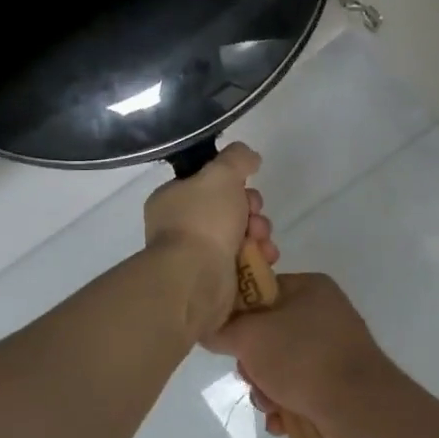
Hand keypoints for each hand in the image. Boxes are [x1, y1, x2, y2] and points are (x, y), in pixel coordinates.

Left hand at [143, 142, 278, 338]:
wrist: (196, 279)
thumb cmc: (203, 220)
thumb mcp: (221, 173)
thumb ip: (237, 158)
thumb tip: (249, 157)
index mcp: (173, 200)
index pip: (208, 183)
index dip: (233, 182)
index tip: (246, 185)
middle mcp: (182, 227)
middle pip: (229, 209)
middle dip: (251, 211)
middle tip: (254, 216)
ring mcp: (198, 256)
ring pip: (241, 236)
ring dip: (259, 234)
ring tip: (261, 242)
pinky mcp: (216, 281)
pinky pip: (244, 262)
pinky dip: (258, 259)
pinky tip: (265, 258)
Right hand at [205, 272, 399, 437]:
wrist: (362, 408)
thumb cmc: (303, 359)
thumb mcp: (250, 337)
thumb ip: (222, 328)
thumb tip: (207, 328)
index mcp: (308, 287)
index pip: (259, 290)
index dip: (237, 315)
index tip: (227, 339)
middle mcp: (323, 311)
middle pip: (267, 332)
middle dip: (253, 363)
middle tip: (253, 378)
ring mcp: (333, 347)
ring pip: (280, 364)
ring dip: (267, 389)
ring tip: (271, 406)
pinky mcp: (339, 379)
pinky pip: (300, 386)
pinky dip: (288, 403)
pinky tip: (283, 421)